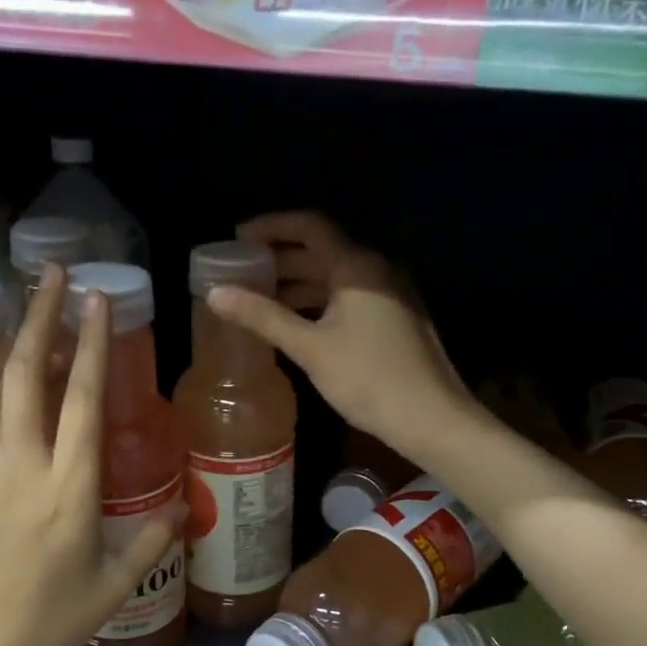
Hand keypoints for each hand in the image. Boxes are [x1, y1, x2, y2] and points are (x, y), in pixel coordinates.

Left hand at [0, 265, 173, 645]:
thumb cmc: (51, 623)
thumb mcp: (115, 585)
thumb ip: (153, 540)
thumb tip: (186, 509)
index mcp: (71, 489)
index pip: (84, 401)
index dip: (93, 345)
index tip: (97, 300)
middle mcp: (23, 468)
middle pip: (30, 377)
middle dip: (42, 319)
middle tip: (54, 276)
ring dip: (11, 359)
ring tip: (28, 335)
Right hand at [205, 212, 475, 455]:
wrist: (431, 418)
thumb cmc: (368, 378)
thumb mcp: (310, 347)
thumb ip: (263, 316)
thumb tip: (216, 293)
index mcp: (357, 266)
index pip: (309, 227)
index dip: (271, 227)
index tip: (237, 238)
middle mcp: (377, 271)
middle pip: (322, 252)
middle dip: (280, 260)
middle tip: (241, 273)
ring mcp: (390, 296)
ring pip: (335, 279)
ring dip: (298, 285)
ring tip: (259, 301)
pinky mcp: (395, 321)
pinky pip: (349, 300)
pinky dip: (319, 304)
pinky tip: (296, 325)